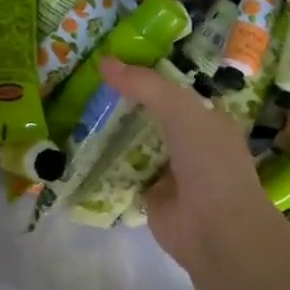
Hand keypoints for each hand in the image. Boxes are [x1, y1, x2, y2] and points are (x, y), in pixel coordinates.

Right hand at [99, 58, 289, 273]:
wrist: (216, 229)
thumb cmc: (209, 162)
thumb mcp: (181, 110)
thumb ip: (146, 86)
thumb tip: (104, 61)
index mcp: (207, 118)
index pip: (173, 89)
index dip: (145, 75)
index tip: (111, 61)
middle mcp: (190, 141)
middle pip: (151, 115)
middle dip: (123, 103)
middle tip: (83, 84)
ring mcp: (169, 170)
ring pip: (135, 142)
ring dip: (111, 131)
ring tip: (74, 109)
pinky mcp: (150, 195)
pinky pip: (123, 171)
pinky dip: (104, 163)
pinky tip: (78, 147)